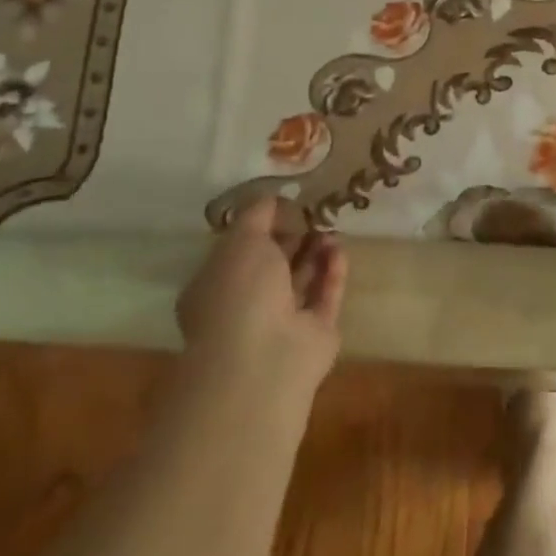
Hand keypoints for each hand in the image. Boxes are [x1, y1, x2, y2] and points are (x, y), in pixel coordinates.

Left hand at [178, 196, 346, 393]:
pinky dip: (332, 272)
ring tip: (331, 226)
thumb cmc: (240, 293)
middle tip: (315, 212)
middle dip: (293, 237)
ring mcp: (281, 322)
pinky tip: (339, 249)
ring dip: (316, 252)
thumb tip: (272, 197)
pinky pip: (325, 295)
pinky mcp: (315, 332)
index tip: (284, 204)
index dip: (260, 226)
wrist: (265, 357)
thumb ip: (257, 215)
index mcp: (216, 286)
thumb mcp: (242, 240)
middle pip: (273, 265)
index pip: (238, 251)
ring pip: (301, 280)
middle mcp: (246, 305)